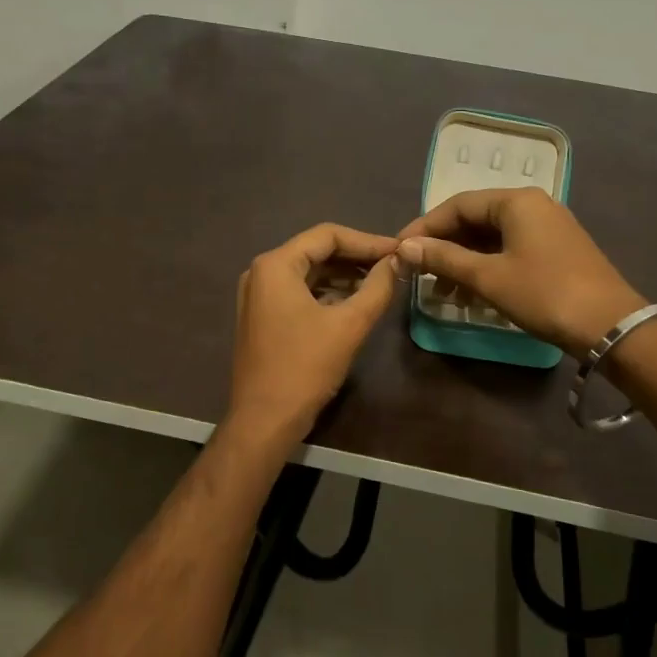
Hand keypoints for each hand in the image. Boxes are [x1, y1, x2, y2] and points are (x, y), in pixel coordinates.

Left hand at [228, 224, 401, 443]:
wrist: (265, 420)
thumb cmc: (305, 368)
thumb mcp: (349, 325)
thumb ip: (377, 287)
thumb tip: (398, 261)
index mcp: (276, 265)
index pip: (327, 235)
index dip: (367, 241)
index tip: (398, 251)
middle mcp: (261, 272)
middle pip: (316, 251)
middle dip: (356, 257)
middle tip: (393, 265)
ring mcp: (258, 295)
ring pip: (309, 273)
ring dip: (343, 275)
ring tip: (381, 282)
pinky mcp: (262, 317)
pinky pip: (299, 292)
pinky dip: (328, 293)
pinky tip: (355, 301)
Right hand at [396, 188, 643, 353]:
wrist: (611, 326)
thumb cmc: (544, 294)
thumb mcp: (489, 277)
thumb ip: (445, 258)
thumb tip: (405, 247)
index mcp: (516, 201)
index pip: (457, 205)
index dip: (425, 227)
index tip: (399, 250)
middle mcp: (533, 205)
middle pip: (475, 219)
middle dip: (444, 247)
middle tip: (418, 273)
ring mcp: (547, 228)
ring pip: (491, 238)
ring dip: (463, 261)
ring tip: (441, 292)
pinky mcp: (556, 251)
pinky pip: (509, 250)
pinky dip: (486, 267)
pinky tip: (471, 293)